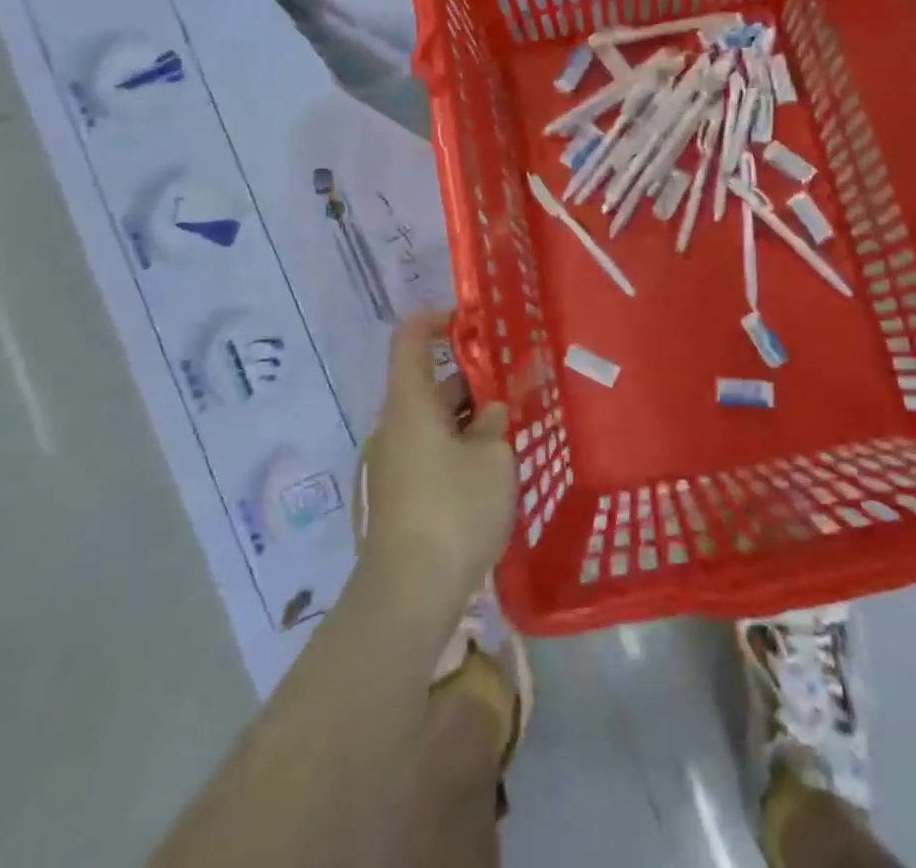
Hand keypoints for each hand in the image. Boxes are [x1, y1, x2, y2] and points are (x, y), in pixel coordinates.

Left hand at [360, 312, 515, 620]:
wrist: (408, 595)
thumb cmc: (453, 511)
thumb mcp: (493, 458)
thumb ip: (494, 422)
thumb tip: (489, 411)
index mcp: (411, 403)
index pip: (411, 338)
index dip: (439, 319)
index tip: (475, 321)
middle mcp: (396, 425)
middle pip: (432, 383)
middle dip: (475, 380)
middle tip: (519, 386)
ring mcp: (396, 461)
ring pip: (437, 421)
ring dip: (472, 419)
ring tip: (516, 429)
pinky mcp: (403, 493)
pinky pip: (434, 451)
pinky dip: (461, 447)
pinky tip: (495, 469)